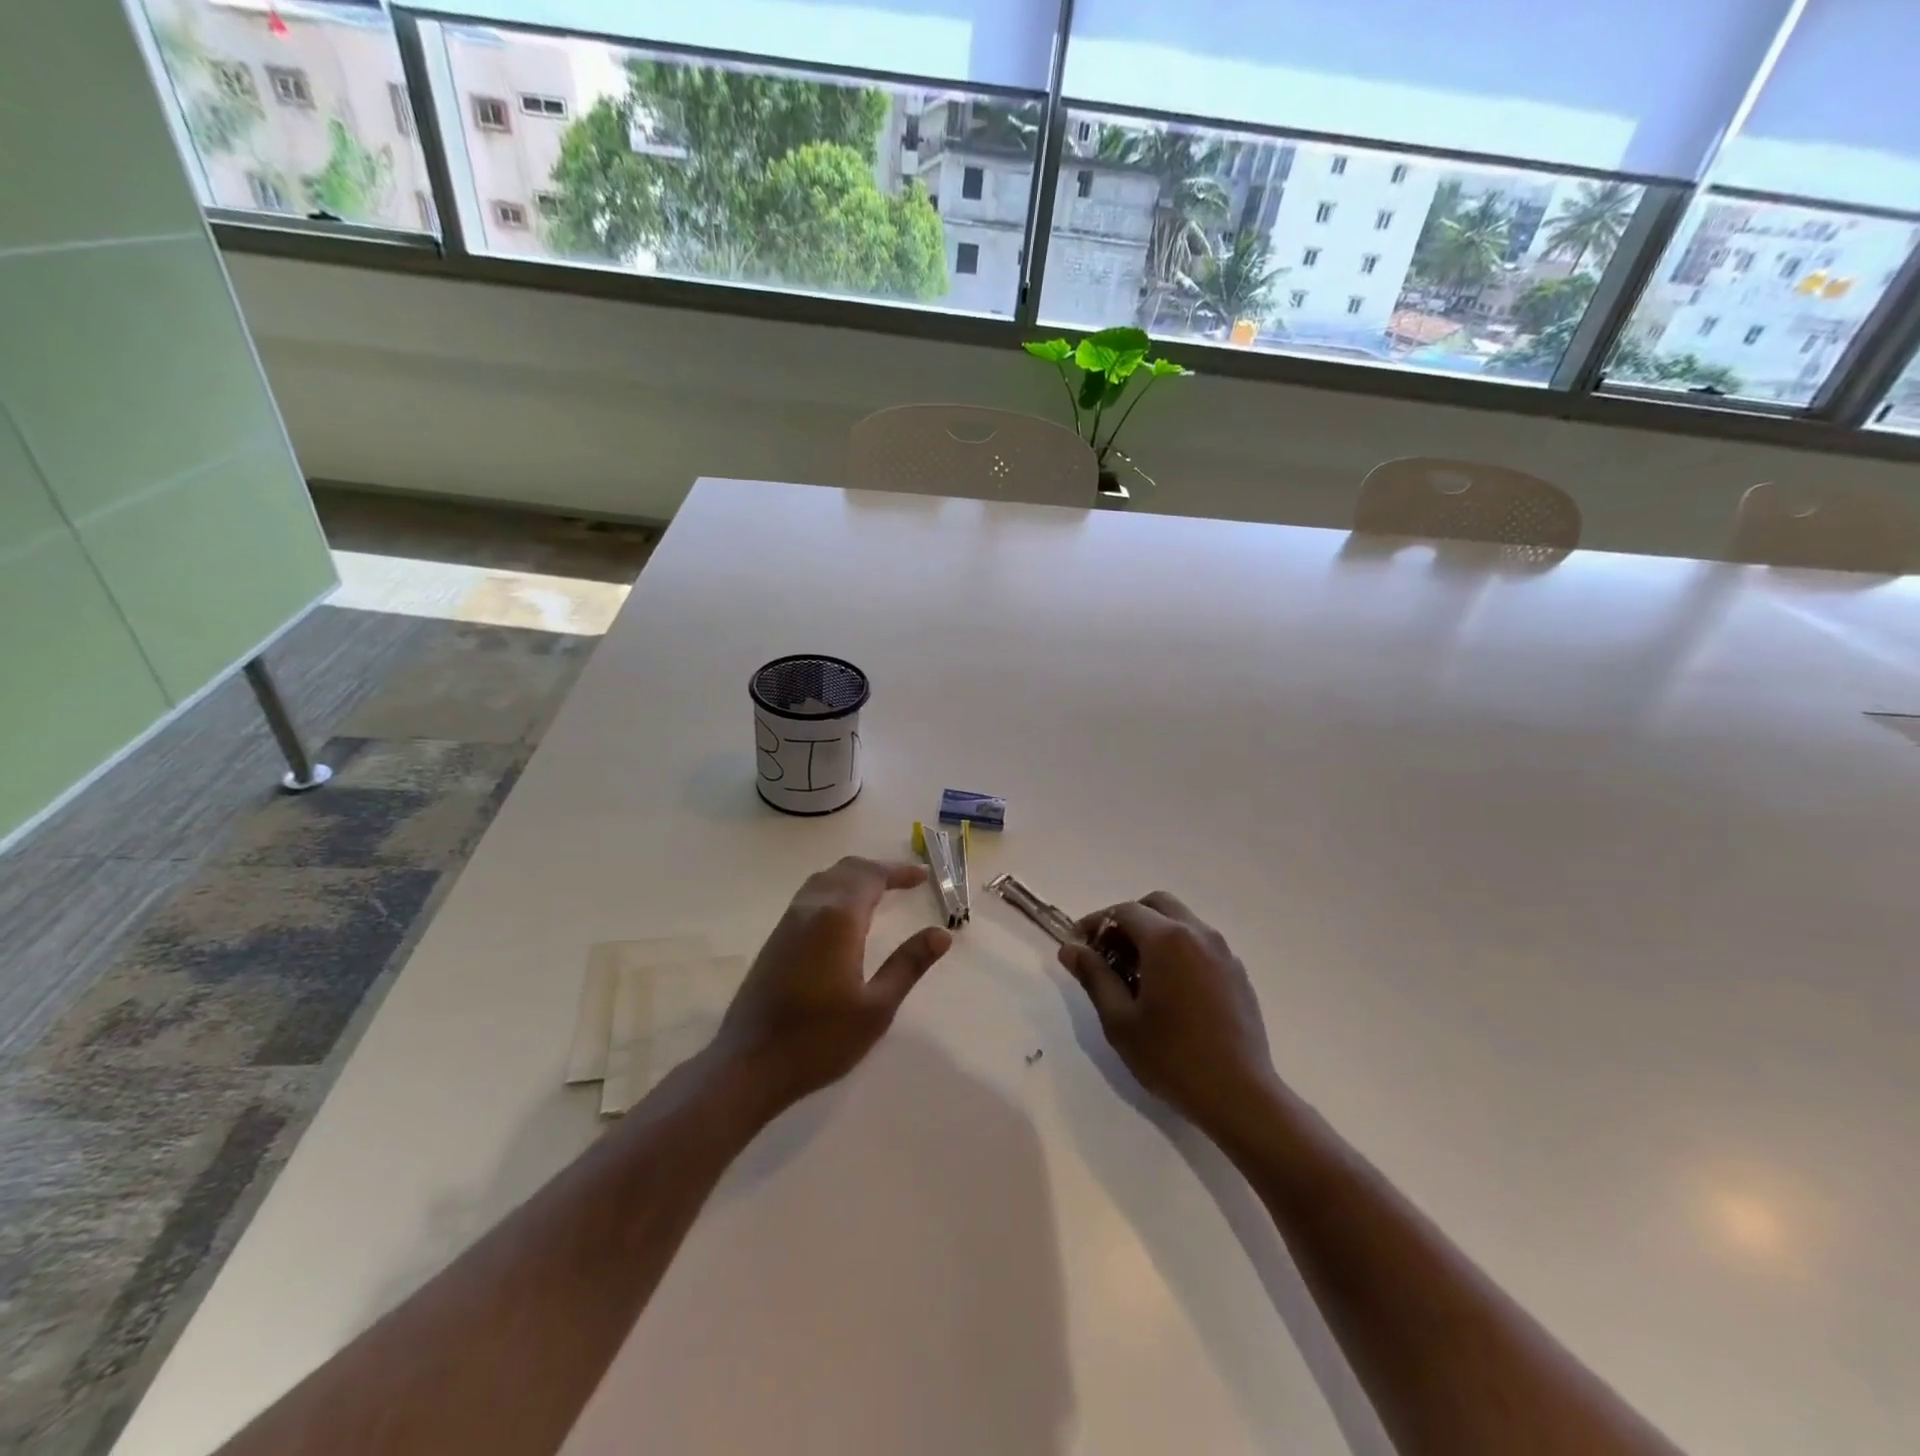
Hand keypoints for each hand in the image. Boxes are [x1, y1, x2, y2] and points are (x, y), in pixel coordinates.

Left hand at [717, 857, 952, 1113]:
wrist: (749, 1064)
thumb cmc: (819, 1039)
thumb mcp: (877, 1008)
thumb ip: (908, 965)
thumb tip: (941, 934)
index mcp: (838, 919)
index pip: (872, 877)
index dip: (899, 871)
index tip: (923, 876)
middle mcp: (810, 909)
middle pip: (846, 870)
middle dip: (878, 869)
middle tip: (906, 880)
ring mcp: (788, 922)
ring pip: (824, 880)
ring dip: (854, 877)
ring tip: (880, 891)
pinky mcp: (776, 939)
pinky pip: (810, 896)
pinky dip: (835, 890)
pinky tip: (845, 915)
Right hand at [1059, 891, 1277, 1141]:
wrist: (1239, 1095)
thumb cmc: (1171, 1057)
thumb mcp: (1120, 1020)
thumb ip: (1094, 976)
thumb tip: (1070, 948)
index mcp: (1166, 939)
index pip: (1124, 911)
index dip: (1096, 923)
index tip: (1079, 946)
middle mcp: (1198, 933)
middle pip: (1156, 905)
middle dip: (1128, 920)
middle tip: (1109, 953)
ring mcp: (1223, 952)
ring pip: (1182, 921)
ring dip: (1155, 933)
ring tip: (1136, 973)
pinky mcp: (1237, 972)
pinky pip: (1201, 944)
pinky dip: (1178, 949)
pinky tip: (1169, 988)